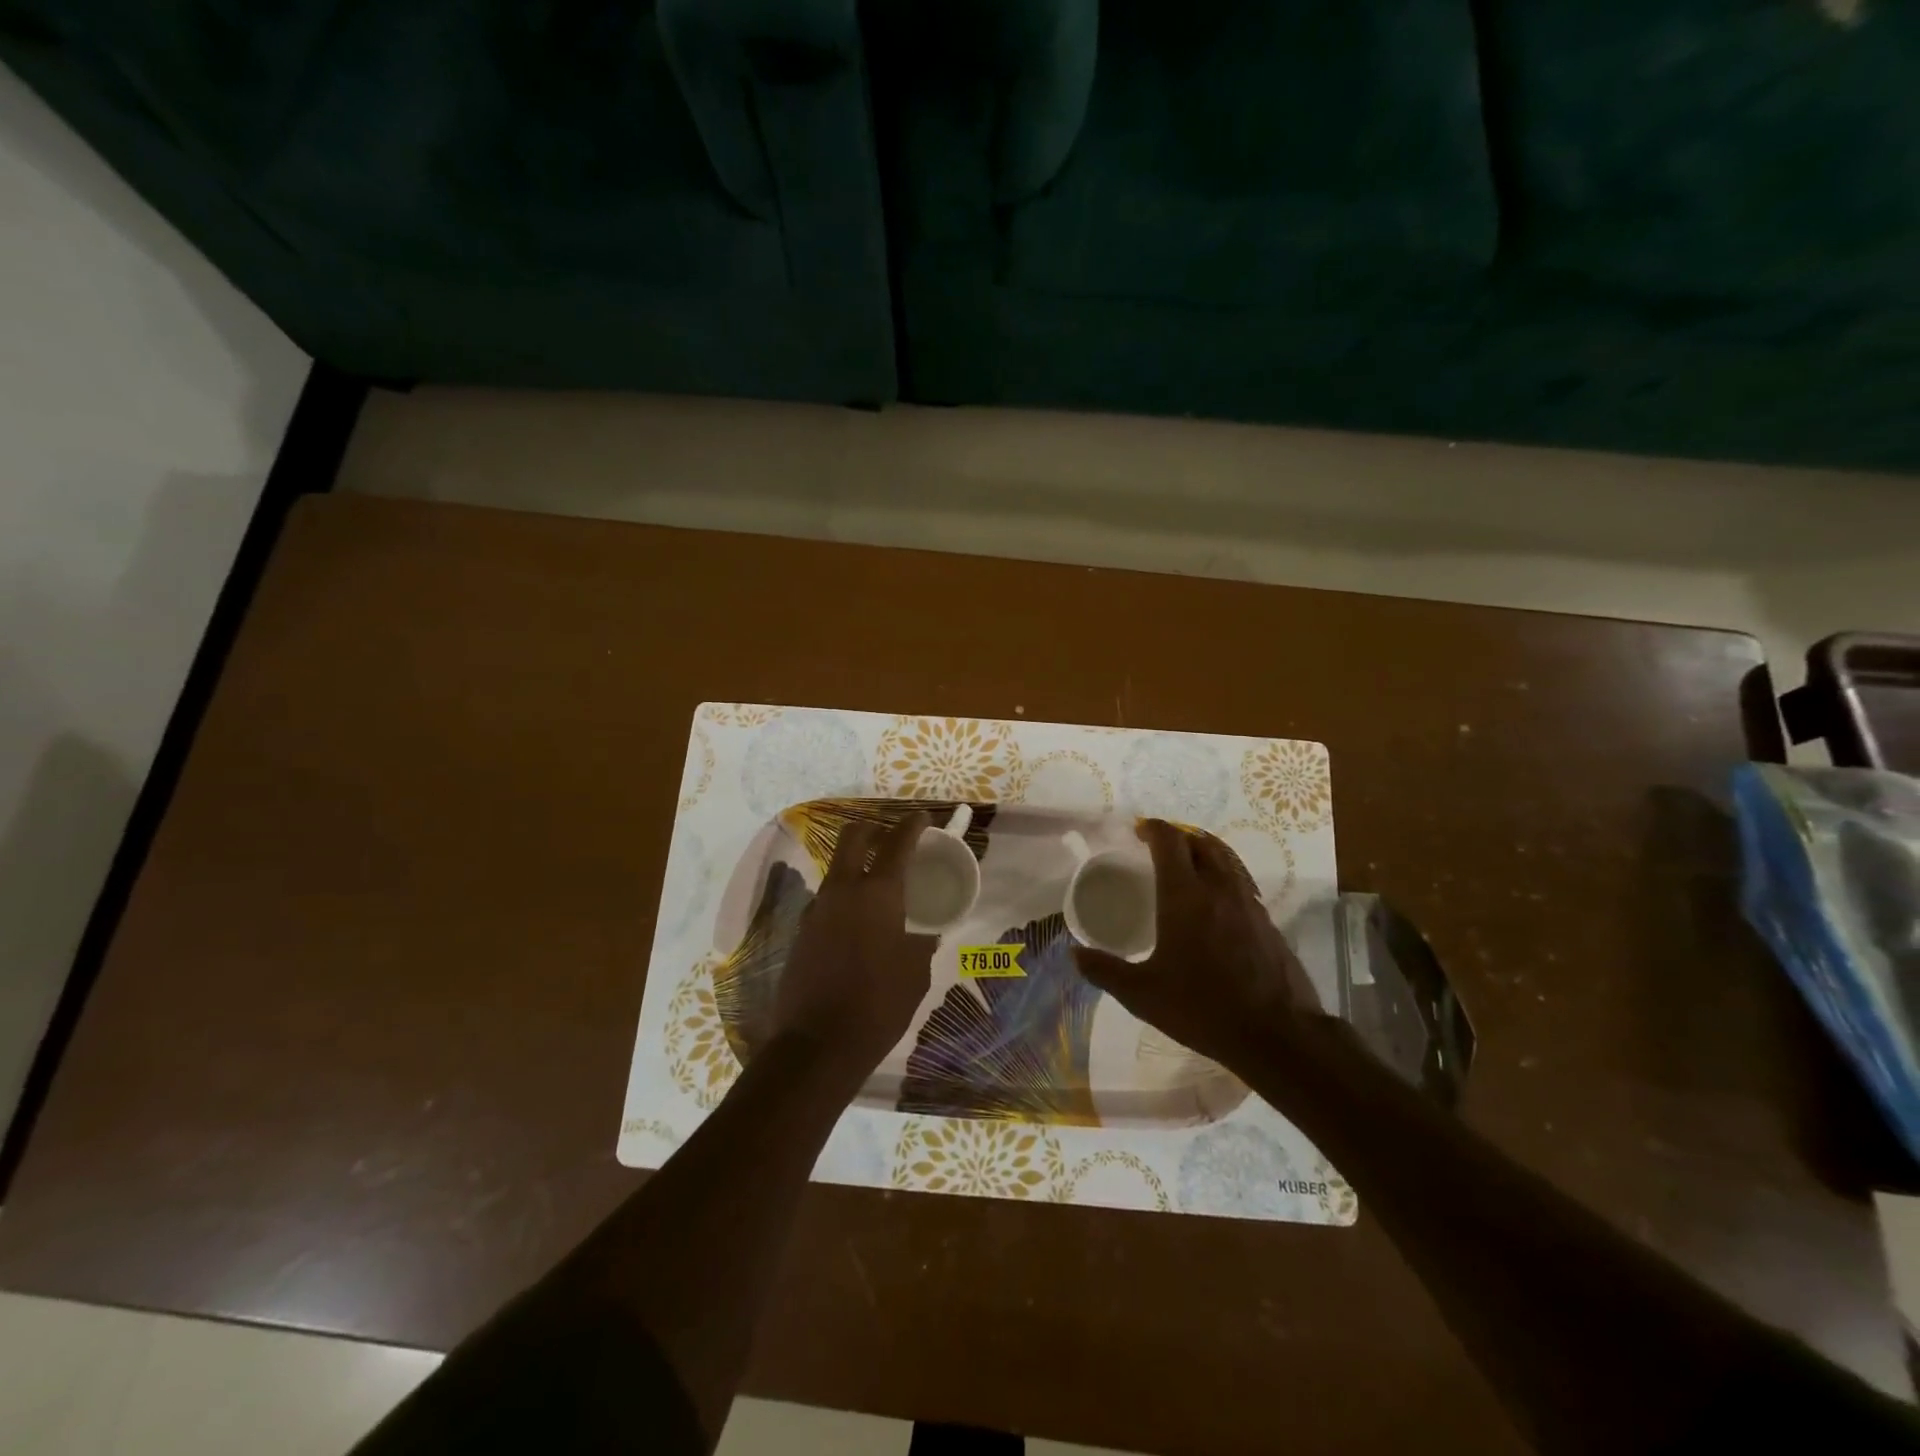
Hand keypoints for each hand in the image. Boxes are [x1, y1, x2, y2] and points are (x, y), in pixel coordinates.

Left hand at [771, 811, 938, 1090]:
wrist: (817, 1045)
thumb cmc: (879, 1005)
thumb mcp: (915, 973)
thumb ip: (920, 943)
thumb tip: (922, 934)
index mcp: (878, 894)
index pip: (896, 843)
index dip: (911, 825)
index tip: (922, 818)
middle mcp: (843, 891)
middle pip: (853, 837)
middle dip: (874, 827)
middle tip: (892, 836)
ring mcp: (817, 909)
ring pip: (836, 867)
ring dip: (856, 863)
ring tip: (877, 881)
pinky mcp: (802, 931)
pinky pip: (827, 898)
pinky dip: (844, 895)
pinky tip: (858, 920)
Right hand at [1072, 819, 1322, 1068]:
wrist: (1277, 1035)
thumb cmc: (1203, 1008)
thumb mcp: (1142, 995)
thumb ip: (1105, 971)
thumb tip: (1074, 955)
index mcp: (1184, 896)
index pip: (1170, 842)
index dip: (1153, 829)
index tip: (1138, 831)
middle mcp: (1219, 889)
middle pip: (1201, 842)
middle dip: (1178, 836)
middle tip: (1158, 846)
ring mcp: (1248, 903)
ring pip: (1226, 858)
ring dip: (1204, 850)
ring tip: (1188, 862)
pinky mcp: (1267, 921)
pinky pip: (1242, 881)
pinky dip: (1224, 874)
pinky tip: (1216, 899)